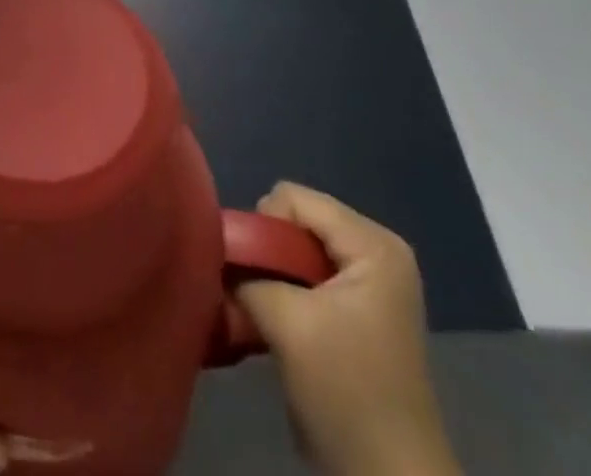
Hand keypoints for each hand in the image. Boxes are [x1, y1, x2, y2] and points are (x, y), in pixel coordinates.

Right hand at [235, 184, 460, 475]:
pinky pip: (307, 274)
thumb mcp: (287, 323)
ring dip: (272, 276)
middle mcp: (376, 251)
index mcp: (373, 244)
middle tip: (255, 295)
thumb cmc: (347, 393)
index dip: (262, 228)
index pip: (291, 198)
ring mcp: (370, 281)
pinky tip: (277, 324)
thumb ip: (245, 273)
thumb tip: (214, 251)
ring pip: (295, 249)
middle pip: (294, 220)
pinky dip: (284, 292)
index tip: (252, 274)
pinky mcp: (358, 309)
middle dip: (266, 252)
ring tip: (263, 312)